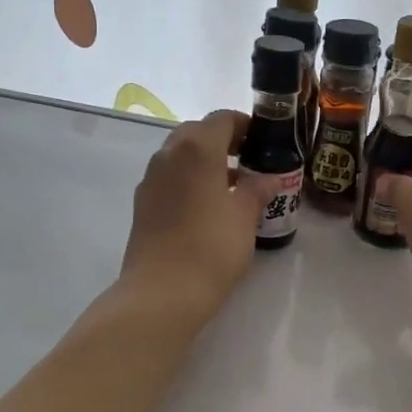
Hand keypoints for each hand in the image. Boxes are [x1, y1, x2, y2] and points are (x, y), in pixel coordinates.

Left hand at [120, 110, 276, 320]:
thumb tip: (269, 178)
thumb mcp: (244, 217)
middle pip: (197, 133)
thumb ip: (257, 190)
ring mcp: (150, 180)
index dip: (245, 125)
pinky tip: (208, 207)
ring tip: (233, 187)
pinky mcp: (142, 204)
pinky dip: (189, 180)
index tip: (264, 142)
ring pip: (180, 156)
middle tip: (249, 161)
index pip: (222, 119)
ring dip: (205, 162)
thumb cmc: (211, 248)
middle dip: (223, 141)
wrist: (162, 292)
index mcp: (197, 149)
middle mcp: (168, 155)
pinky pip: (169, 178)